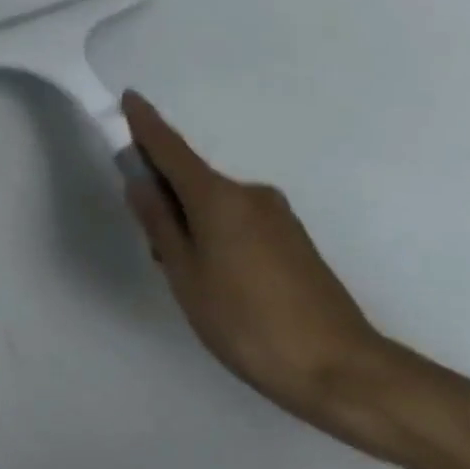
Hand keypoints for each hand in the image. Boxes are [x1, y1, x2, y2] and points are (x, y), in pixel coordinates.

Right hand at [121, 91, 409, 443]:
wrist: (341, 370)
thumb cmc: (246, 321)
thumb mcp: (186, 275)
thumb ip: (160, 224)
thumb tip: (140, 182)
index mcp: (218, 197)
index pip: (171, 149)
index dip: (145, 125)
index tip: (128, 98)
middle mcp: (250, 194)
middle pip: (192, 179)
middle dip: (164, 195)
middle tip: (150, 243)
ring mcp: (277, 216)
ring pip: (215, 205)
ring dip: (191, 221)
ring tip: (187, 276)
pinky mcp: (293, 240)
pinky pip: (238, 221)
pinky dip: (216, 234)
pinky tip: (219, 280)